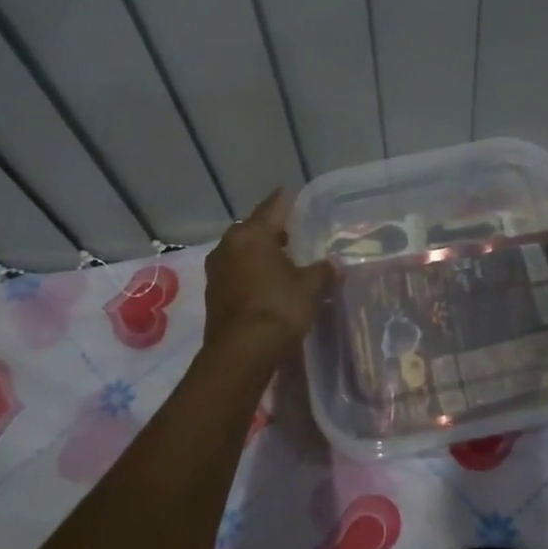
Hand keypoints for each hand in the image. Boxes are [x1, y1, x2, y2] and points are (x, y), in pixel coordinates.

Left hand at [202, 189, 333, 362]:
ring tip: (284, 259)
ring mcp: (217, 270)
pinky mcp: (214, 293)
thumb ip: (323, 270)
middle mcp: (228, 245)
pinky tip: (268, 282)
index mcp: (251, 234)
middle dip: (273, 230)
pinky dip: (252, 272)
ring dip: (260, 253)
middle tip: (295, 232)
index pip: (273, 206)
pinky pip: (237, 272)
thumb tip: (334, 263)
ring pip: (243, 251)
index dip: (287, 199)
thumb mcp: (311, 287)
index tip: (296, 194)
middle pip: (254, 228)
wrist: (241, 354)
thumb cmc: (278, 309)